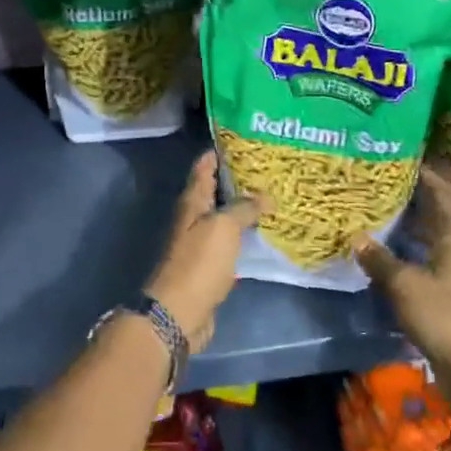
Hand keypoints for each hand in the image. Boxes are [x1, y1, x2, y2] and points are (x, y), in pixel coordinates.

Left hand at [142, 151, 264, 351]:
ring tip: (270, 197)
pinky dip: (242, 233)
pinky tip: (261, 232)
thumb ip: (244, 208)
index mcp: (192, 202)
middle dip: (236, 179)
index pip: (203, 167)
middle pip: (213, 191)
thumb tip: (265, 195)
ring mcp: (199, 243)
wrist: (180, 311)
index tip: (242, 140)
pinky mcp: (208, 266)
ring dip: (241, 207)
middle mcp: (193, 218)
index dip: (219, 152)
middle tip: (267, 168)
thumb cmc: (199, 263)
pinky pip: (228, 241)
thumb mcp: (224, 227)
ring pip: (222, 217)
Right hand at [353, 163, 450, 406]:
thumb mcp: (405, 285)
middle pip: (445, 205)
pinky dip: (418, 236)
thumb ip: (380, 259)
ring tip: (391, 197)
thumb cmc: (444, 316)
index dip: (425, 171)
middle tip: (393, 172)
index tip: (402, 154)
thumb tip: (357, 237)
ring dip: (420, 212)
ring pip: (441, 226)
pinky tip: (397, 237)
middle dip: (422, 187)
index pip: (443, 189)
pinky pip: (437, 246)